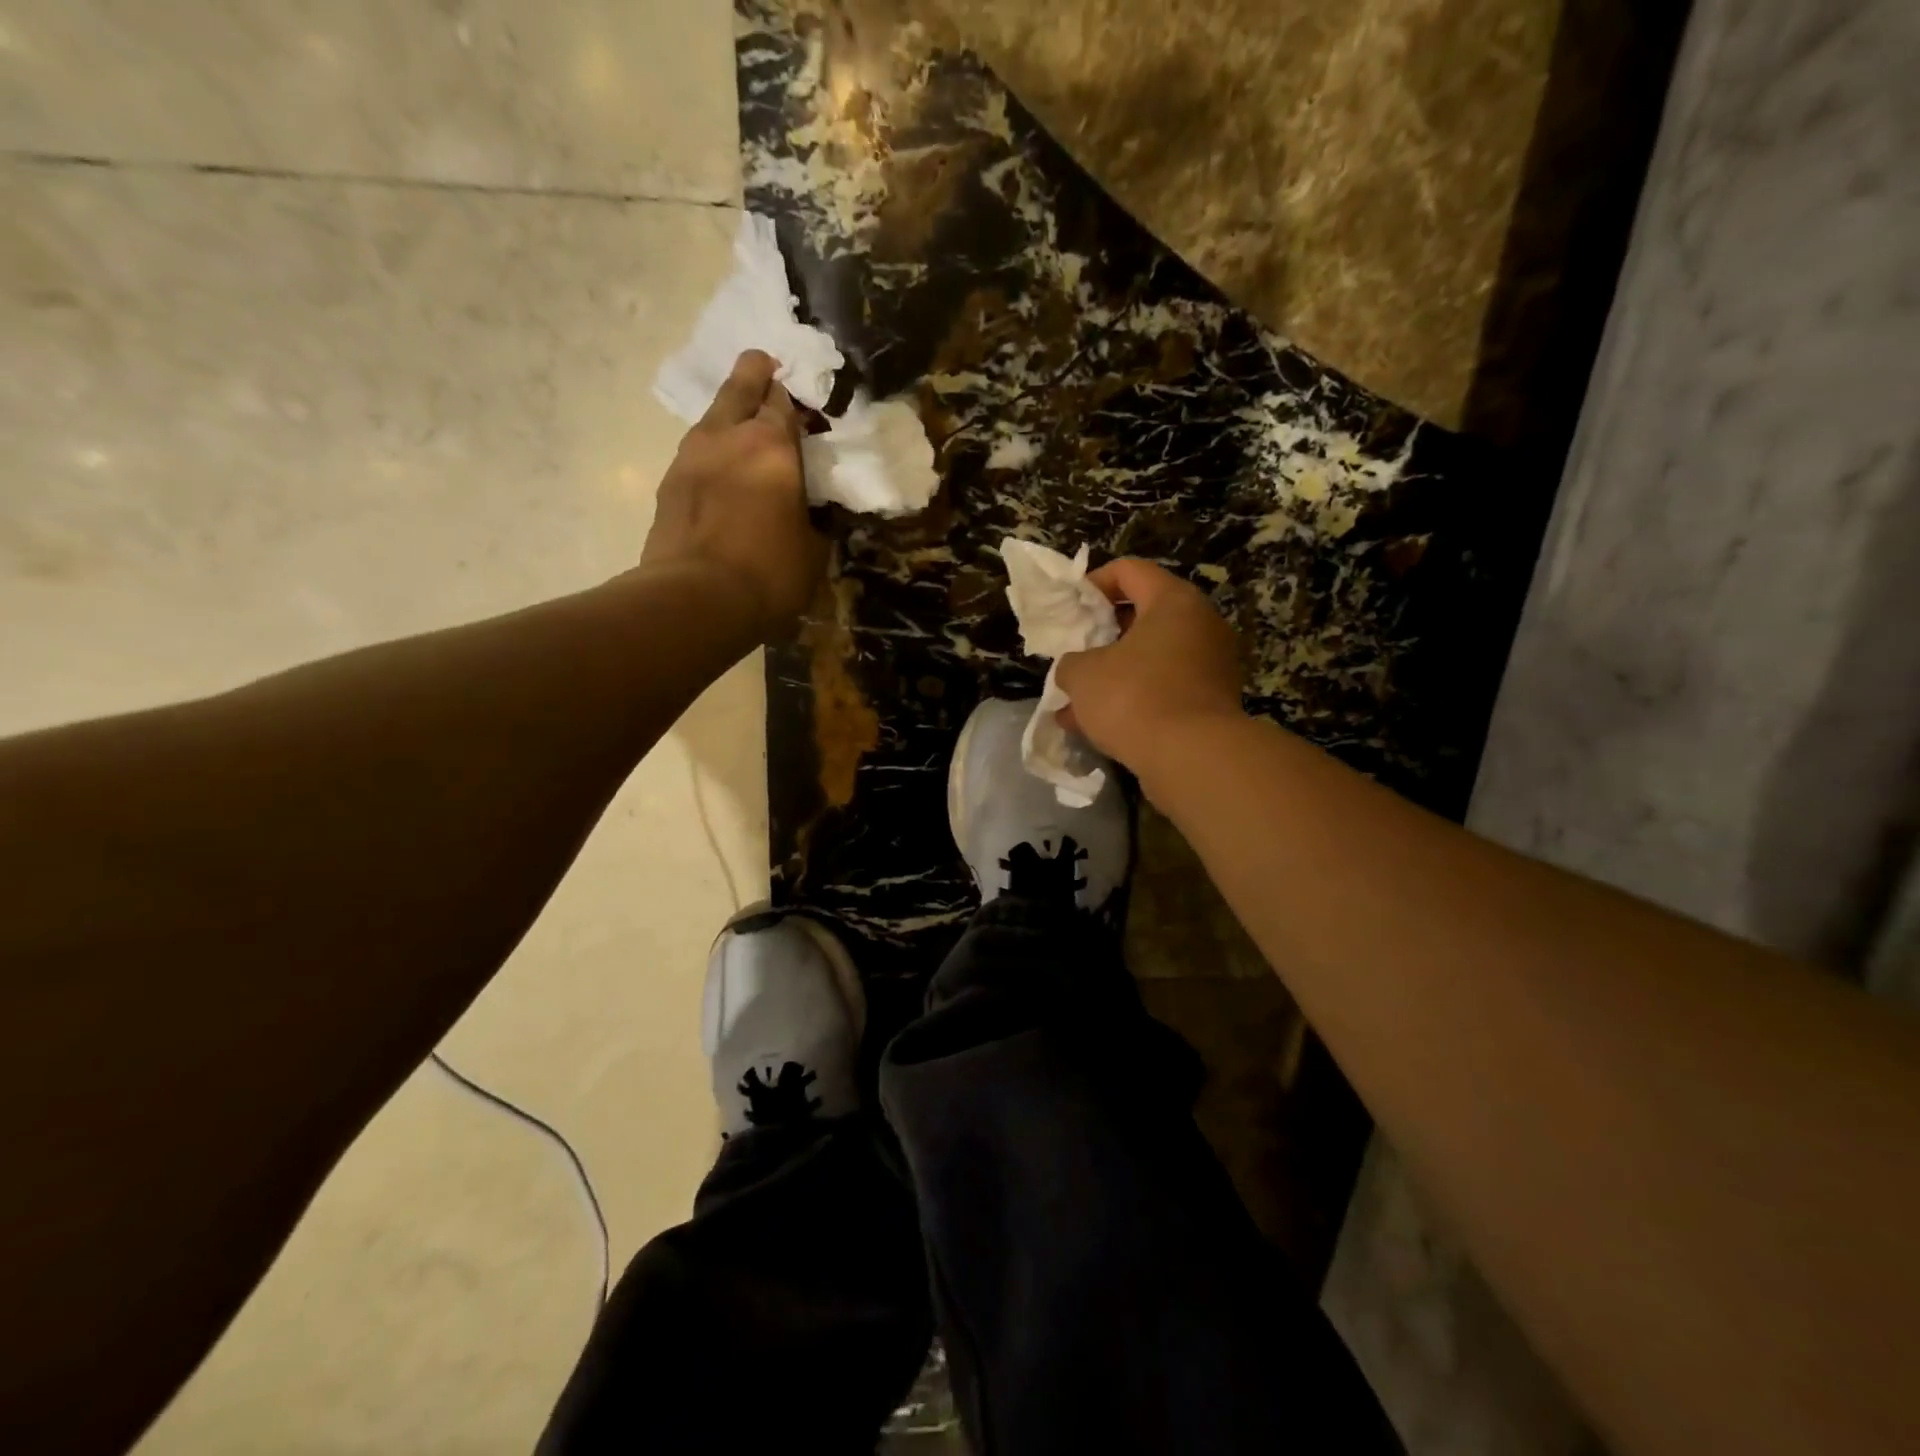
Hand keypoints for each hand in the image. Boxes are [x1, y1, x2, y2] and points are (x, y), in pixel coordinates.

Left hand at [641, 350, 826, 639]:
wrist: (696, 600)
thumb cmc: (770, 573)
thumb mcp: (813, 549)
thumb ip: (815, 519)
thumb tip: (813, 513)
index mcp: (773, 445)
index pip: (784, 401)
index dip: (795, 398)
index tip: (803, 402)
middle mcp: (728, 436)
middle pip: (740, 386)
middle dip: (755, 373)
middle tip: (765, 368)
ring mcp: (690, 457)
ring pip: (711, 417)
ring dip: (728, 415)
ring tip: (742, 428)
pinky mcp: (667, 484)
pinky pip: (695, 454)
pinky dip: (711, 453)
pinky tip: (720, 473)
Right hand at [1055, 558, 1244, 771]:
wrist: (1192, 758)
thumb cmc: (1134, 697)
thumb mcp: (1083, 675)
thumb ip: (1071, 663)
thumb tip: (1076, 669)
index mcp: (1173, 602)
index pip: (1129, 571)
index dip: (1093, 583)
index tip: (1069, 609)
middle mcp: (1200, 625)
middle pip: (1143, 615)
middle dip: (1102, 635)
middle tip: (1074, 653)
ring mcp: (1210, 665)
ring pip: (1150, 658)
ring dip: (1113, 674)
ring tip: (1076, 700)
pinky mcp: (1209, 702)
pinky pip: (1162, 689)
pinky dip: (1132, 700)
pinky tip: (1096, 727)